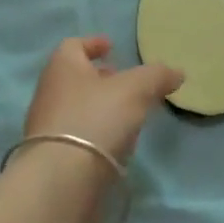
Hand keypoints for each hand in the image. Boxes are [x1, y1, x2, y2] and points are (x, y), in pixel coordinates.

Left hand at [24, 36, 182, 164]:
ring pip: (76, 107)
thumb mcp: (136, 89)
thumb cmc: (96, 117)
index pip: (74, 45)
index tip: (111, 47)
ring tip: (127, 115)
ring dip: (99, 107)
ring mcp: (47, 126)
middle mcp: (49, 92)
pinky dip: (95, 133)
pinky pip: (76, 135)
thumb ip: (157, 76)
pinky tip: (116, 143)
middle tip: (124, 83)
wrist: (62, 178)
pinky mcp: (52, 156)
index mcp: (63, 67)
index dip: (94, 44)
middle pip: (75, 77)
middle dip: (100, 78)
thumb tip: (177, 72)